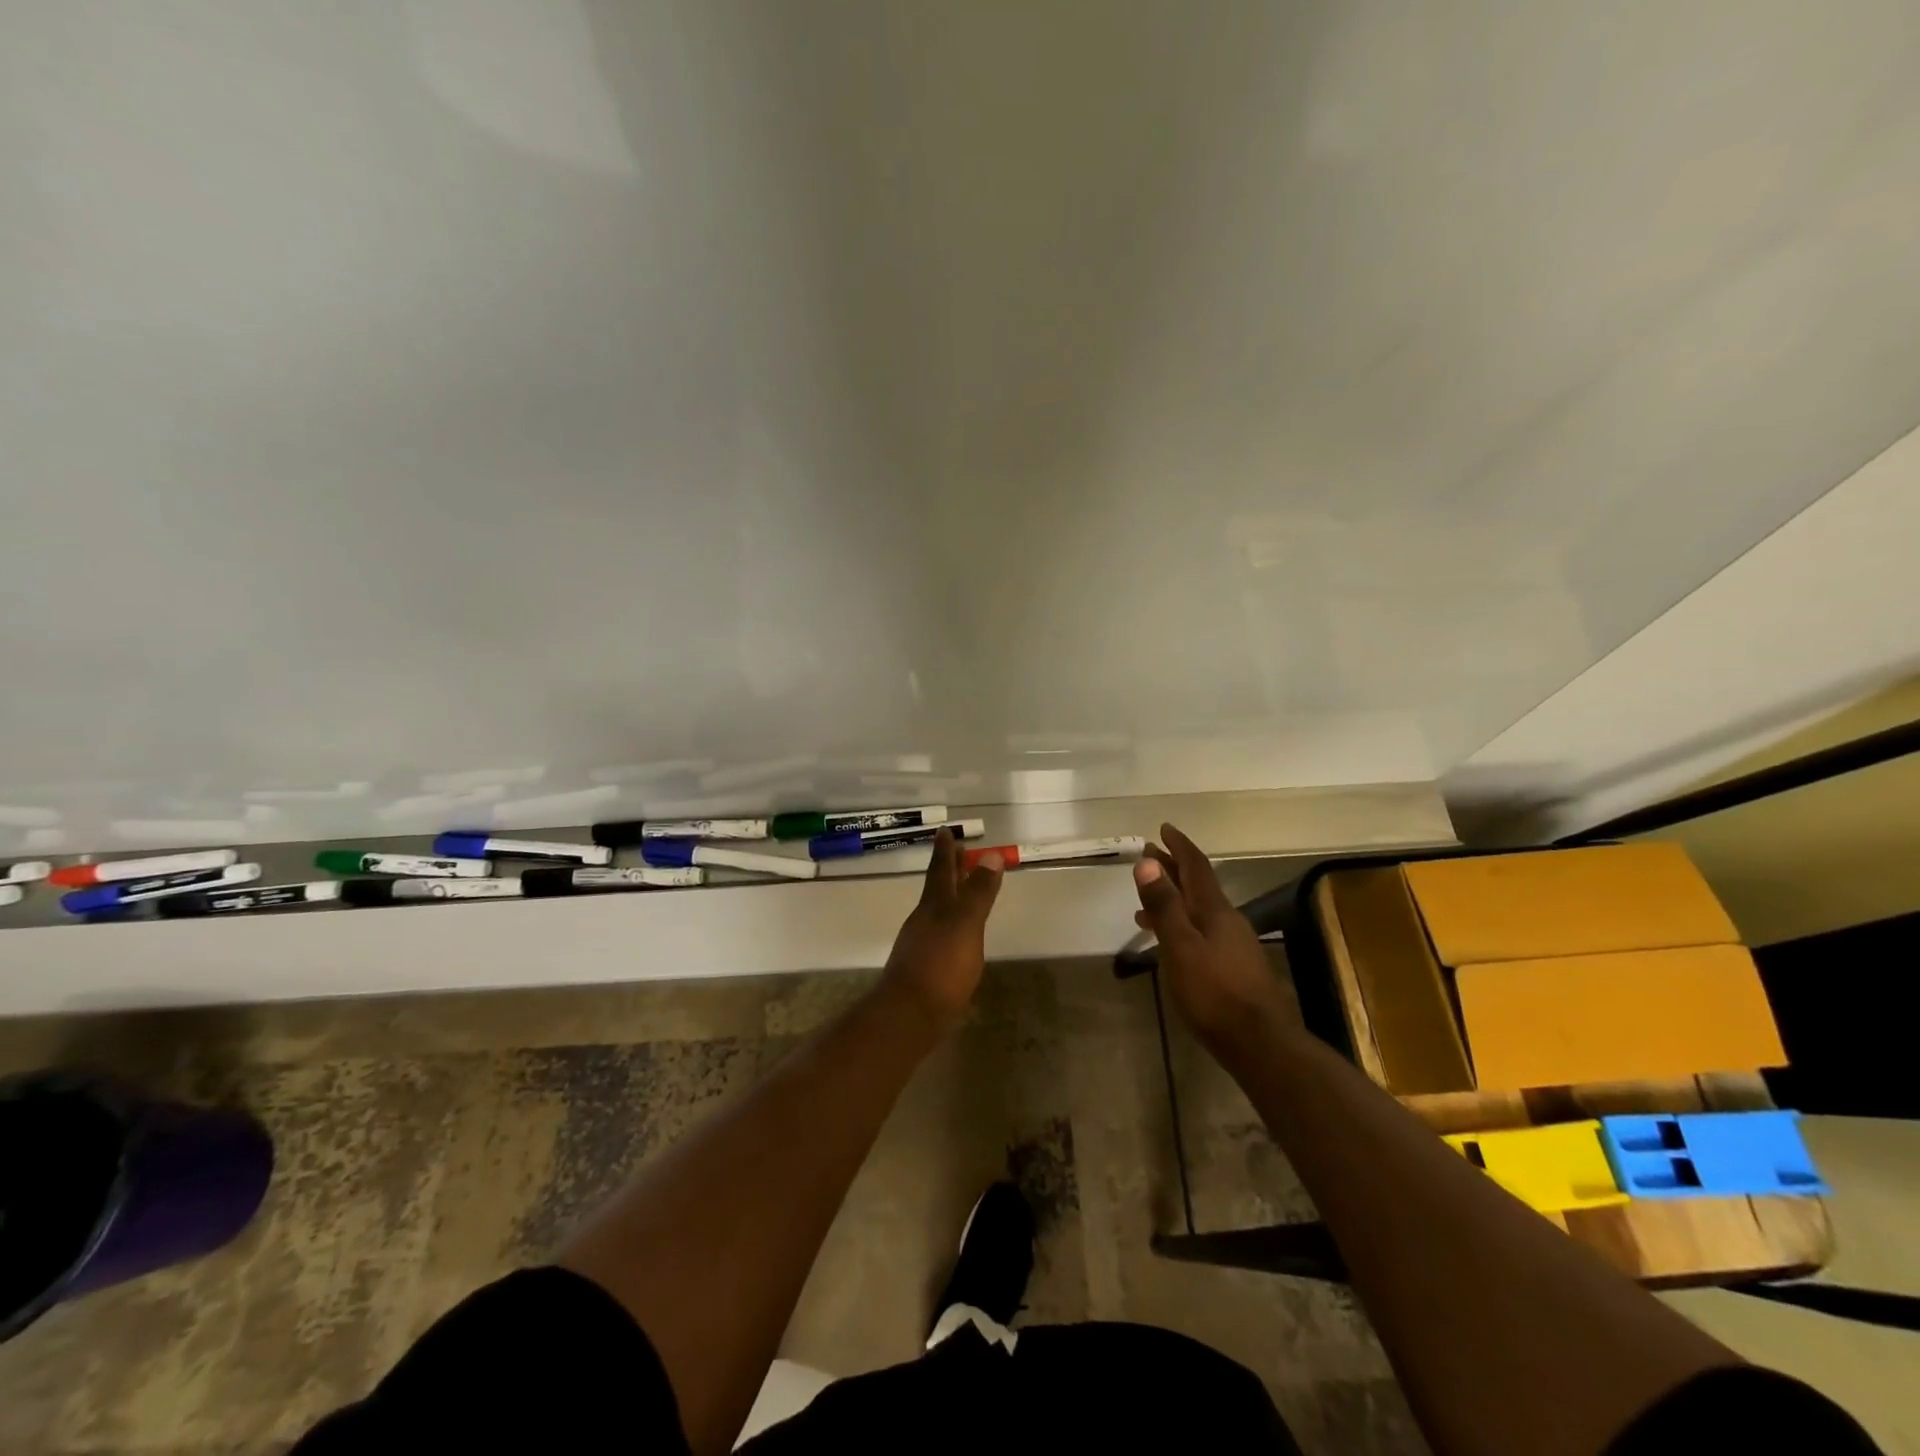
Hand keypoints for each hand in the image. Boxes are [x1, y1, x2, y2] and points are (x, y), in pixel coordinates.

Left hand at [881, 829, 1003, 1032]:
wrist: (908, 1016)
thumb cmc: (940, 966)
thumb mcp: (966, 925)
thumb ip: (978, 892)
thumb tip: (991, 855)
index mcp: (935, 906)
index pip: (941, 870)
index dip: (946, 851)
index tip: (945, 830)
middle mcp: (924, 920)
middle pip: (937, 888)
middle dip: (948, 869)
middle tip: (956, 849)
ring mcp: (921, 944)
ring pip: (937, 910)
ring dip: (950, 895)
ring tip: (962, 888)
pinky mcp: (924, 969)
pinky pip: (939, 934)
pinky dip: (950, 924)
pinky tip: (957, 935)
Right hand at [1132, 822, 1288, 1053]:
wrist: (1261, 1043)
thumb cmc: (1215, 993)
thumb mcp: (1180, 947)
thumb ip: (1164, 906)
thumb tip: (1147, 862)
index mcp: (1214, 910)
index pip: (1196, 866)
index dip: (1179, 846)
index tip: (1164, 829)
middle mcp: (1227, 920)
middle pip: (1197, 885)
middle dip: (1174, 868)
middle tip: (1151, 853)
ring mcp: (1233, 944)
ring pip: (1198, 909)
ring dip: (1174, 897)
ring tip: (1147, 899)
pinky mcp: (1233, 967)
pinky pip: (1201, 931)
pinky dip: (1181, 923)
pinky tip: (1170, 941)